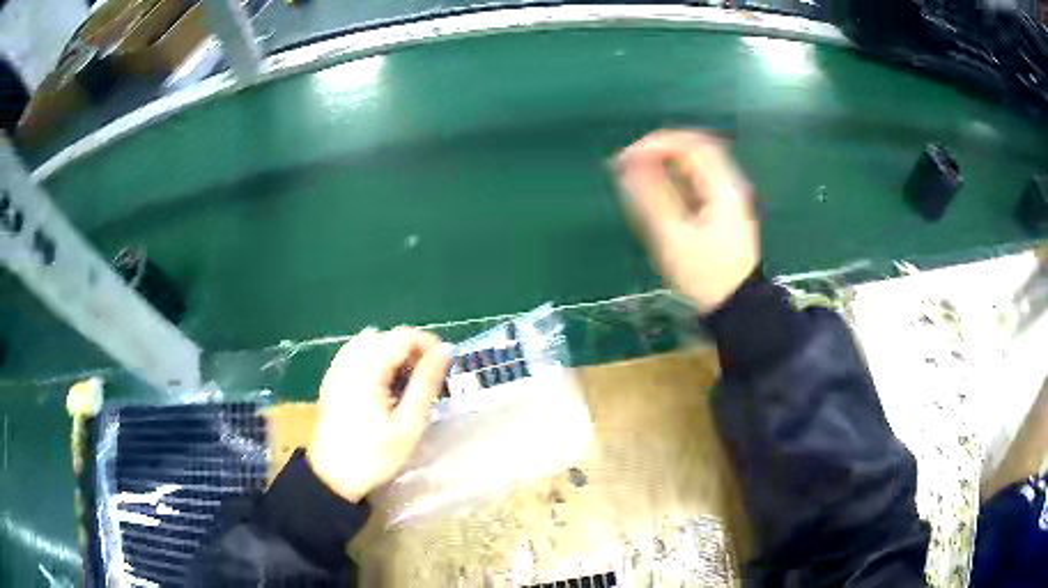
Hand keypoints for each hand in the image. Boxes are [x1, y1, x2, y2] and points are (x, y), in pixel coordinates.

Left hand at [307, 327, 453, 502]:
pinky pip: (355, 353)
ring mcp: (337, 368)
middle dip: (411, 349)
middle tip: (427, 379)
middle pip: (386, 336)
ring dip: (392, 353)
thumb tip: (445, 350)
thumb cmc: (375, 456)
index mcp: (367, 370)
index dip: (428, 343)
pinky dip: (374, 359)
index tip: (443, 367)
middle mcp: (349, 361)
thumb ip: (426, 383)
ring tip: (405, 381)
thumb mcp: (408, 424)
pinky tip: (381, 384)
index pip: (402, 336)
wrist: (333, 477)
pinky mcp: (332, 379)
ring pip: (370, 342)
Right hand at [614, 129, 759, 313]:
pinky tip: (658, 195)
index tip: (627, 158)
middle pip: (694, 149)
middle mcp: (729, 185)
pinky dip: (675, 179)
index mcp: (722, 187)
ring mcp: (729, 198)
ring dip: (665, 164)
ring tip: (637, 179)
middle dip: (659, 151)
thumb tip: (627, 165)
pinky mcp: (724, 211)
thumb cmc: (705, 276)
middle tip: (629, 165)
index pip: (690, 144)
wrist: (737, 308)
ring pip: (695, 165)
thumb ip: (651, 198)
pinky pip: (697, 181)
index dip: (656, 143)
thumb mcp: (673, 238)